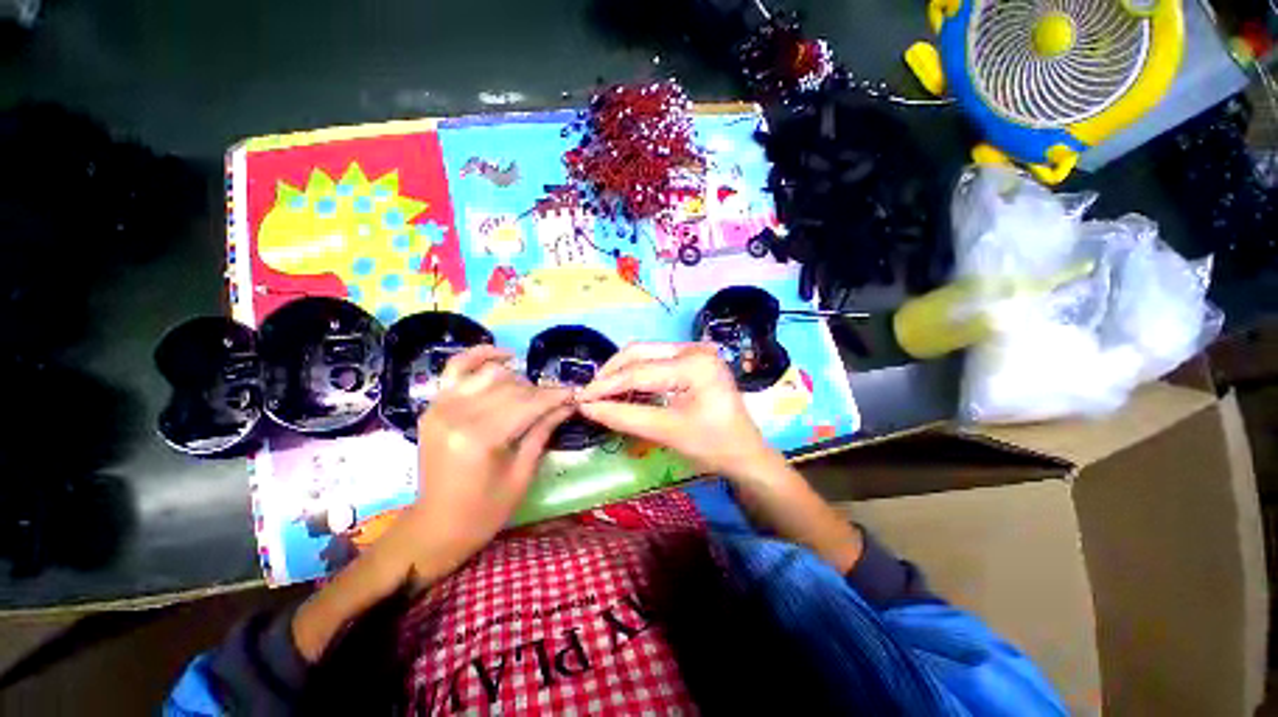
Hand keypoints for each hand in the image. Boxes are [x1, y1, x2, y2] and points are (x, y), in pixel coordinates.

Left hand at [398, 345, 573, 582]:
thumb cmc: (485, 509)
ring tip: (530, 392)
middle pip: (511, 388)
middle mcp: (458, 414)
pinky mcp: (433, 406)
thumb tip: (567, 405)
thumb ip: (543, 431)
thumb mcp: (522, 474)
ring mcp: (441, 406)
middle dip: (540, 391)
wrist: (436, 526)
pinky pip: (456, 368)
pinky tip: (503, 356)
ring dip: (517, 379)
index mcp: (480, 438)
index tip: (574, 394)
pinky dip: (479, 356)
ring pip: (490, 374)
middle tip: (557, 400)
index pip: (528, 404)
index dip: (555, 397)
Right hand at [576, 342, 774, 476]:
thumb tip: (587, 407)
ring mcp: (695, 351)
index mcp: (694, 364)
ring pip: (646, 353)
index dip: (606, 385)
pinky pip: (657, 360)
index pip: (640, 371)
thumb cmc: (712, 446)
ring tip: (603, 393)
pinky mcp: (693, 360)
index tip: (580, 398)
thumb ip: (624, 417)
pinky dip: (638, 374)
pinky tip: (625, 389)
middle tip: (590, 394)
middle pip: (641, 352)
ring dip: (623, 372)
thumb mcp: (666, 432)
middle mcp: (695, 349)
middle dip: (612, 372)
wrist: (746, 454)